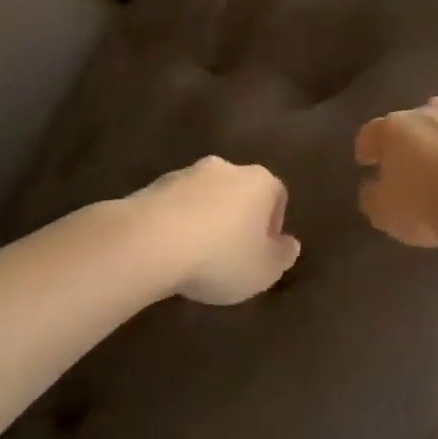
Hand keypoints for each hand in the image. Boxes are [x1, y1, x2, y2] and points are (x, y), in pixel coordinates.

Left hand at [128, 156, 301, 304]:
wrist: (148, 242)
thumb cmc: (220, 256)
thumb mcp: (265, 270)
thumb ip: (283, 256)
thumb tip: (289, 245)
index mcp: (260, 182)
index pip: (278, 196)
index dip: (273, 225)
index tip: (261, 252)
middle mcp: (226, 168)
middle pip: (239, 192)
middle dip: (237, 218)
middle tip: (230, 253)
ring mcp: (186, 174)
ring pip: (204, 196)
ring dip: (204, 219)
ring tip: (194, 255)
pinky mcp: (151, 187)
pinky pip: (173, 207)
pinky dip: (175, 223)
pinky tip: (168, 252)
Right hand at [355, 97, 437, 249]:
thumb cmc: (428, 204)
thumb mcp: (385, 214)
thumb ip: (374, 198)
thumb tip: (374, 189)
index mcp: (395, 129)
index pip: (371, 133)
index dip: (367, 148)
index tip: (366, 161)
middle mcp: (432, 114)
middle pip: (414, 123)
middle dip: (411, 141)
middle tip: (410, 166)